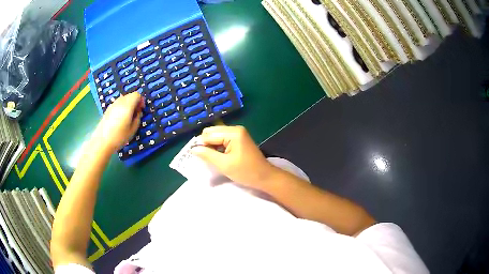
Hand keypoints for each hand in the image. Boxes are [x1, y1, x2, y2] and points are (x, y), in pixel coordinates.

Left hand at [92, 92, 143, 152]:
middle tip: (136, 113)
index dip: (141, 100)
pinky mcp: (107, 109)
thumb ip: (137, 118)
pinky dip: (121, 107)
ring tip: (128, 116)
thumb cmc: (119, 137)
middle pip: (130, 95)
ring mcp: (112, 105)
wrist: (101, 142)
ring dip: (128, 104)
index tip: (141, 110)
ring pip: (123, 99)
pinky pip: (117, 104)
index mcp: (127, 105)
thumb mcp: (133, 130)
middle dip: (135, 102)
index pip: (137, 95)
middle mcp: (120, 102)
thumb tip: (138, 113)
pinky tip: (120, 119)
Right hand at [191, 126, 277, 186]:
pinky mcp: (239, 138)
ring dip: (212, 146)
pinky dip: (218, 147)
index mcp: (233, 132)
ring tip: (212, 158)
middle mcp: (235, 128)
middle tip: (206, 158)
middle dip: (206, 144)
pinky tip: (219, 156)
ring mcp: (238, 133)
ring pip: (216, 135)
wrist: (265, 177)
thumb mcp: (224, 165)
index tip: (197, 156)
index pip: (209, 134)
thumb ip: (207, 155)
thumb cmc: (245, 171)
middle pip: (212, 132)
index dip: (201, 145)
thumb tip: (193, 148)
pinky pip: (223, 139)